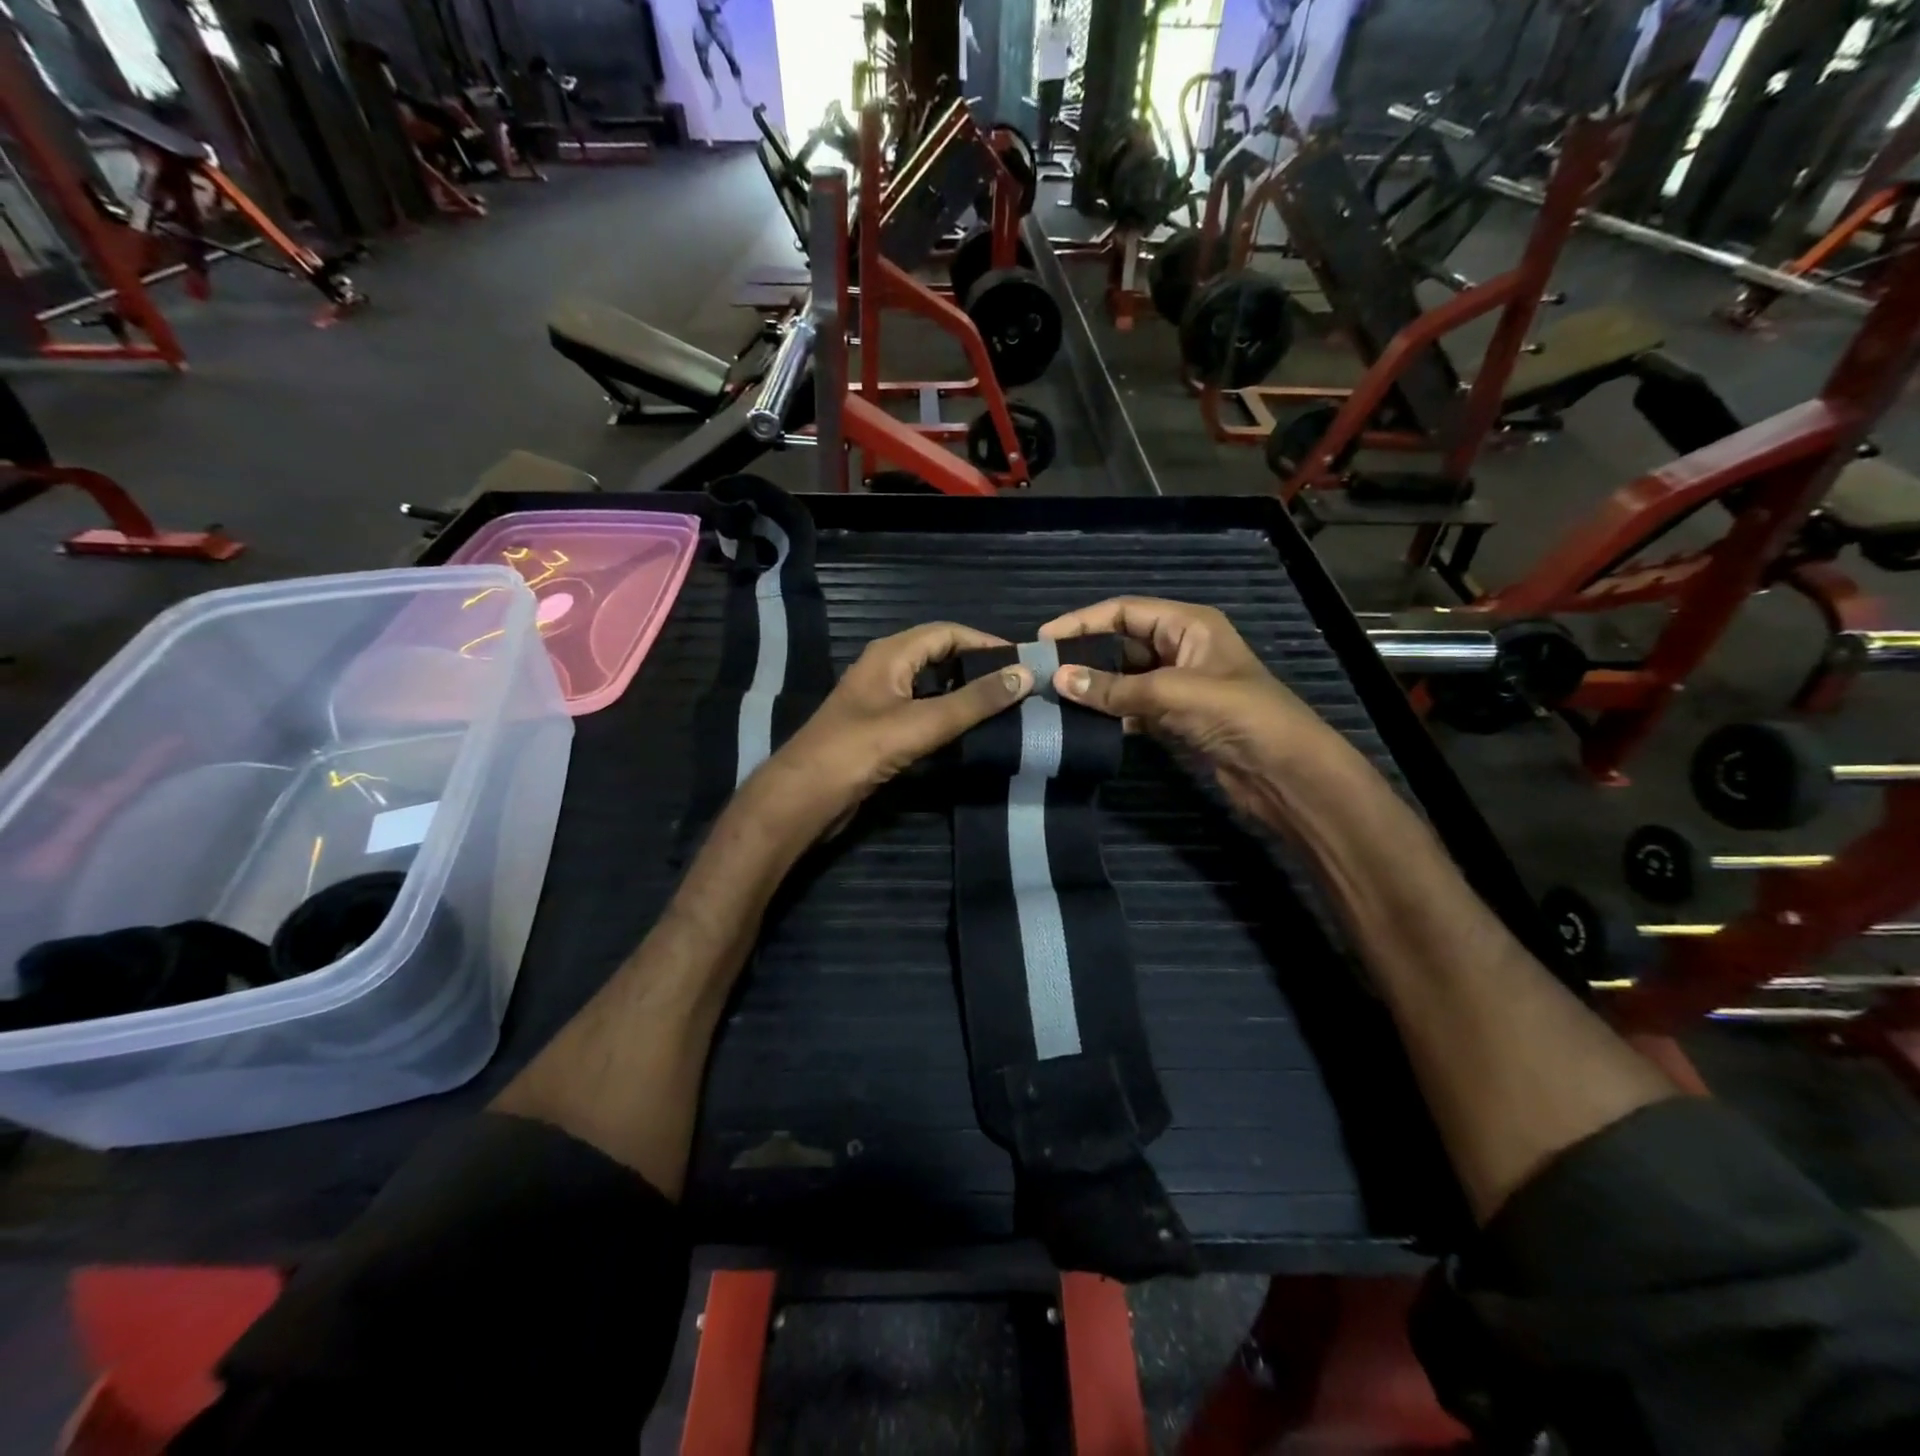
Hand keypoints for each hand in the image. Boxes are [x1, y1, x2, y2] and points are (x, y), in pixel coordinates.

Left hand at [752, 622, 1033, 835]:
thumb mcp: (922, 723)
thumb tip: (1025, 674)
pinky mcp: (879, 729)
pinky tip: (969, 732)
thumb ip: (974, 701)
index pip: (947, 632)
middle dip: (977, 666)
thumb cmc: (859, 750)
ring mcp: (880, 700)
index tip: (1023, 662)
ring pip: (931, 685)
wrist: (805, 797)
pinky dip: (947, 715)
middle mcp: (884, 668)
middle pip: (940, 655)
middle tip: (1017, 685)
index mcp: (890, 654)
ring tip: (1003, 707)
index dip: (985, 642)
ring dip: (964, 692)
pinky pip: (921, 710)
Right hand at [1039, 597, 1351, 824]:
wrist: (1284, 773)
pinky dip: (1108, 714)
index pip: (1124, 611)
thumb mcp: (1173, 694)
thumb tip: (1058, 680)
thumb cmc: (1238, 715)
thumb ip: (1115, 688)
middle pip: (1120, 643)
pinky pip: (1131, 708)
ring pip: (1123, 678)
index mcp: (1188, 625)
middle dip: (1084, 655)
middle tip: (1041, 671)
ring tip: (1051, 697)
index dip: (1083, 621)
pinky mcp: (1173, 719)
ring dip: (1093, 687)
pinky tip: (1079, 722)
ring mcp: (1176, 685)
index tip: (1044, 639)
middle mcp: (1180, 648)